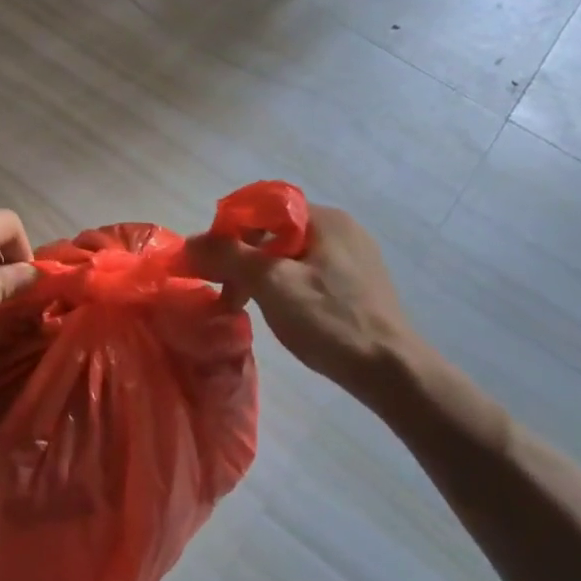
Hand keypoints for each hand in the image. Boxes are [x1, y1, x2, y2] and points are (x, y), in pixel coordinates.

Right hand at [184, 204, 418, 398]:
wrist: (392, 371)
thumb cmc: (330, 321)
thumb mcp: (272, 284)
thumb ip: (228, 256)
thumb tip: (189, 243)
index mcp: (324, 219)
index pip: (261, 208)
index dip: (228, 231)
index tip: (210, 263)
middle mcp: (340, 229)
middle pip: (273, 232)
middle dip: (241, 258)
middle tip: (224, 292)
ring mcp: (352, 257)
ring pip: (288, 255)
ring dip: (258, 276)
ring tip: (243, 306)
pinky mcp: (356, 284)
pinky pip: (306, 273)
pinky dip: (282, 287)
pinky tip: (277, 312)